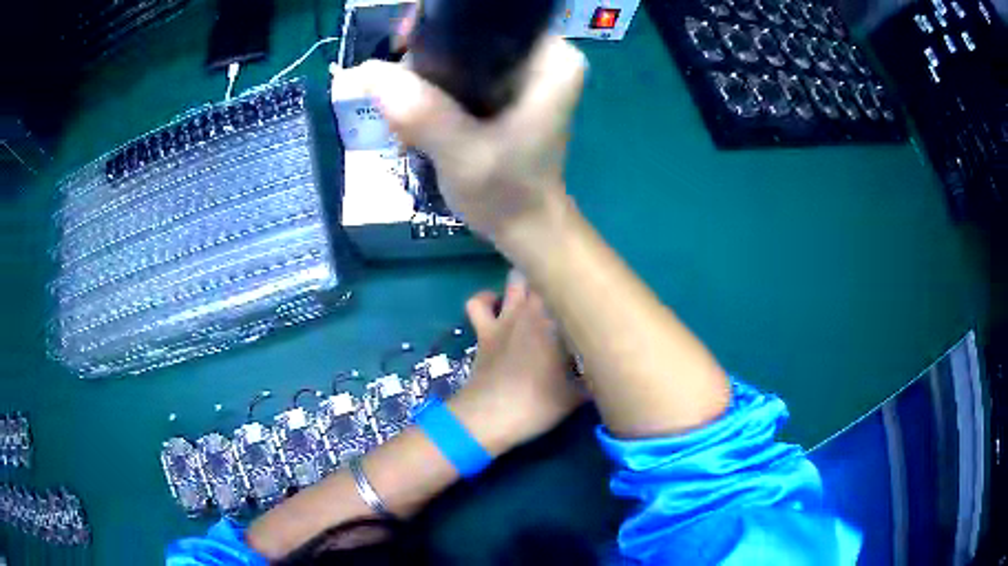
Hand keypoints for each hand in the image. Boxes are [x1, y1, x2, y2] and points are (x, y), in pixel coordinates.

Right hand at [351, 37, 587, 242]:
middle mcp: (544, 55)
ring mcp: (527, 71)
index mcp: (551, 57)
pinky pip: (462, 71)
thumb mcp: (462, 154)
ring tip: (406, 113)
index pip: (486, 16)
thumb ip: (419, 112)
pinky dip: (435, 88)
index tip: (401, 46)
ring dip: (425, 77)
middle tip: (398, 93)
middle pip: (469, 32)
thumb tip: (364, 72)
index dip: (437, 25)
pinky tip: (418, 114)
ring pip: (460, 52)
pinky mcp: (510, 88)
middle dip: (426, 58)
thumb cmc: (506, 194)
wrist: (524, 228)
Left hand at [447, 272, 585, 456]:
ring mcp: (505, 317)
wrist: (490, 416)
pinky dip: (486, 300)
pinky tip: (496, 306)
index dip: (584, 287)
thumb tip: (607, 371)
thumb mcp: (577, 396)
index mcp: (558, 321)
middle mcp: (532, 310)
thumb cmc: (538, 404)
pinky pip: (478, 302)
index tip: (595, 294)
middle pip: (545, 275)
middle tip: (569, 292)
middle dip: (557, 277)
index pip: (575, 289)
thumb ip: (593, 379)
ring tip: (536, 291)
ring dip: (525, 280)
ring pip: (515, 278)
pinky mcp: (483, 329)